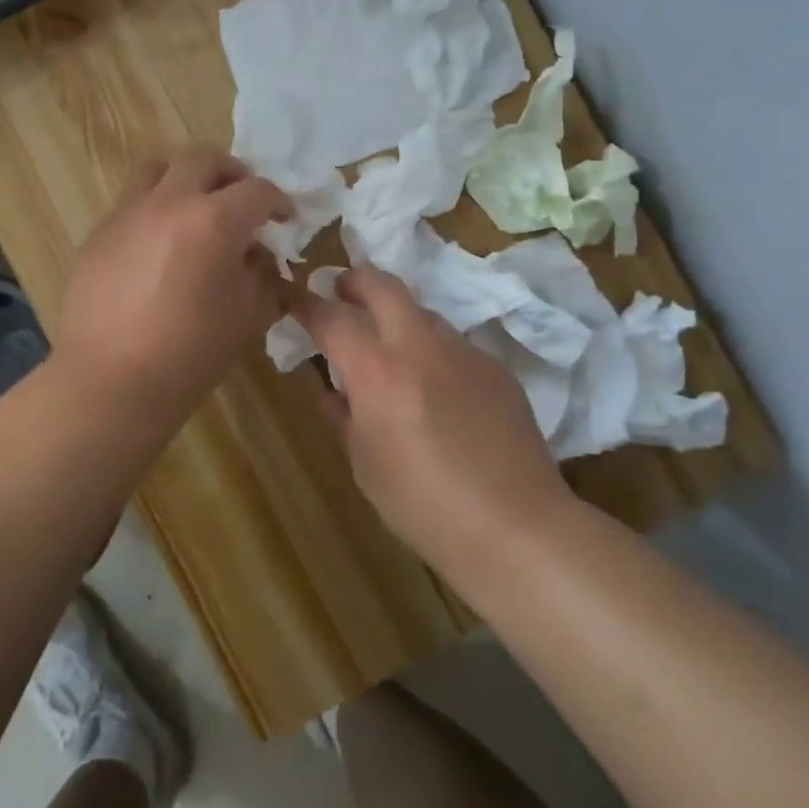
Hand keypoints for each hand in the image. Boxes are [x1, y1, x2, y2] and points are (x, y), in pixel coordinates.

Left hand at [54, 149, 290, 435]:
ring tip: (195, 205)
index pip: (258, 191)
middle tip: (241, 201)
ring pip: (160, 167)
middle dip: (232, 174)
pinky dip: (155, 205)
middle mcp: (170, 201)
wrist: (110, 381)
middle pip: (205, 159)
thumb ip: (261, 275)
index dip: (279, 202)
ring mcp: (129, 212)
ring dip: (186, 176)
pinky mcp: (100, 231)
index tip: (284, 219)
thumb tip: (257, 256)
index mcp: (215, 220)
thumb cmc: (190, 353)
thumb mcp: (246, 316)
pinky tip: (159, 242)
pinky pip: (132, 200)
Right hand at [296, 268, 570, 573]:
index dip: (306, 303)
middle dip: (355, 281)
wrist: (515, 526)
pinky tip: (438, 392)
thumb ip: (344, 419)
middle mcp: (420, 346)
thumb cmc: (423, 504)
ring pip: (422, 313)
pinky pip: (453, 346)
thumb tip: (333, 394)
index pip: (331, 317)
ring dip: (398, 320)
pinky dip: (433, 354)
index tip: (293, 297)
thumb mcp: (366, 465)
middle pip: (383, 285)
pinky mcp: (496, 368)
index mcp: (377, 370)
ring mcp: (464, 352)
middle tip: (341, 291)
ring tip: (391, 353)